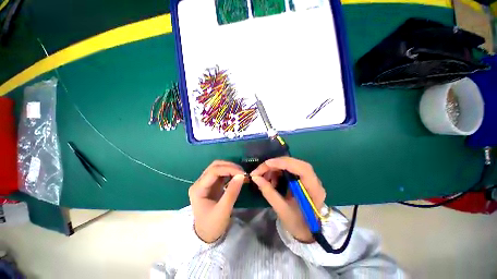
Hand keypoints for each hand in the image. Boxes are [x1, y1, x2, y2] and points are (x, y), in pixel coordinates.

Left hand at [189, 160, 245, 242]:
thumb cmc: (212, 225)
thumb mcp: (223, 210)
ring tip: (241, 174)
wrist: (207, 236)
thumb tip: (241, 175)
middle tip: (243, 172)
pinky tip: (237, 176)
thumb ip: (232, 192)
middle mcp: (200, 183)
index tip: (242, 173)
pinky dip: (230, 173)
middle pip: (215, 166)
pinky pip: (221, 174)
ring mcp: (206, 183)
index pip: (213, 171)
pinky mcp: (212, 185)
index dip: (229, 169)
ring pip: (218, 168)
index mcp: (198, 189)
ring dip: (230, 168)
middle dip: (230, 167)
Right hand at [251, 157, 325, 242]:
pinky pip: (288, 168)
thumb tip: (255, 177)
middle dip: (275, 164)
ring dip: (275, 168)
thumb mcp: (281, 210)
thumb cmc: (297, 224)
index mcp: (314, 190)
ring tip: (264, 177)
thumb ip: (268, 192)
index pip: (302, 169)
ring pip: (290, 164)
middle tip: (260, 170)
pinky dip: (277, 171)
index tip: (267, 163)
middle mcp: (313, 180)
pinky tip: (271, 180)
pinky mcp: (301, 177)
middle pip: (295, 163)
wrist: (307, 231)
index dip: (284, 163)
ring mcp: (308, 177)